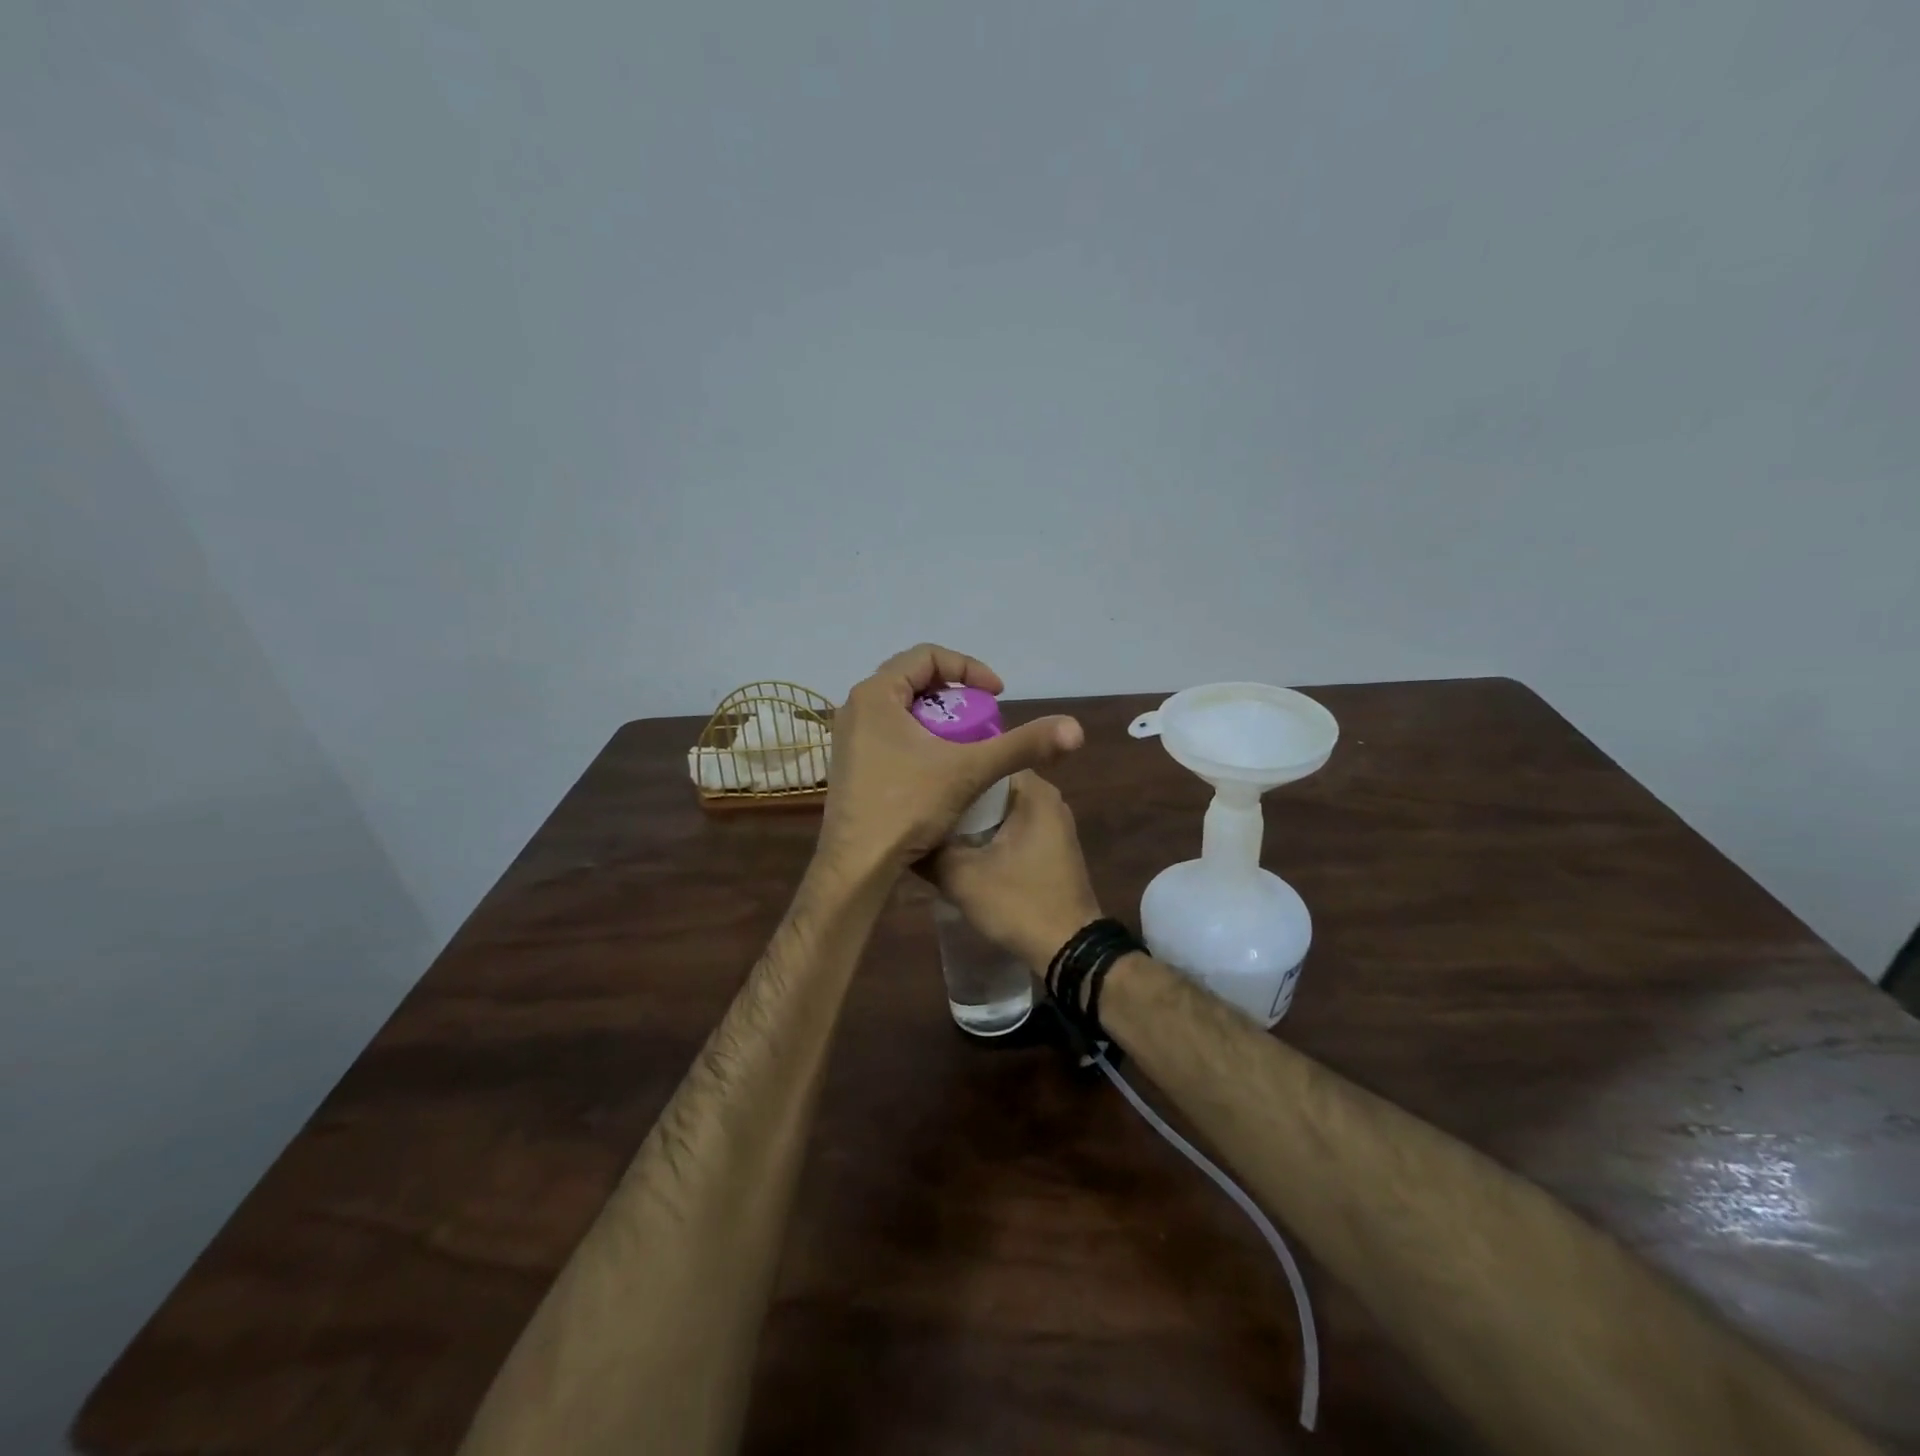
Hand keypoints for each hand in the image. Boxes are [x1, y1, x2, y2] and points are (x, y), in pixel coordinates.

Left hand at [817, 644, 1082, 879]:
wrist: (857, 866)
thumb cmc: (907, 807)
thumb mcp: (970, 770)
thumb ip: (1021, 745)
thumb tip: (1075, 729)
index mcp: (876, 694)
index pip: (927, 655)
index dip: (969, 669)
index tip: (997, 696)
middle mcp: (855, 707)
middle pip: (913, 679)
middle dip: (956, 694)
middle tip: (984, 717)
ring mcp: (848, 736)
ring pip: (902, 709)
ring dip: (939, 717)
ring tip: (967, 741)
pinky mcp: (850, 762)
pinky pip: (890, 732)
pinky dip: (920, 736)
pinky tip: (941, 765)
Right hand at [928, 771, 1102, 974]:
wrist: (1069, 950)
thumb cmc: (1019, 903)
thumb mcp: (962, 878)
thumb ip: (930, 850)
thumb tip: (903, 833)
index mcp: (1033, 791)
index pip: (985, 757)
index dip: (951, 766)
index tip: (921, 778)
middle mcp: (1047, 799)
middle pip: (990, 785)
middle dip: (956, 795)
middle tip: (918, 802)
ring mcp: (1051, 824)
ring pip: (998, 809)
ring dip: (969, 818)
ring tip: (929, 822)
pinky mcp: (1050, 847)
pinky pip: (1010, 827)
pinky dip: (985, 833)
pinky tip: (956, 847)